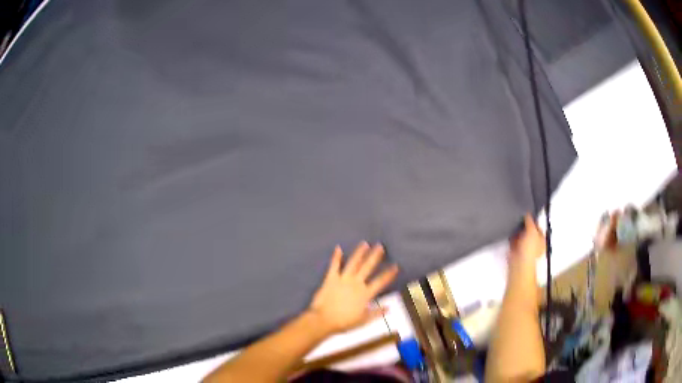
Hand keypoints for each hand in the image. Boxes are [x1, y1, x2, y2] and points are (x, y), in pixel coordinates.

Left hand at [308, 242, 399, 334]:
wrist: (324, 320)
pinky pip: (334, 266)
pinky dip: (336, 257)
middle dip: (375, 256)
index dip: (389, 274)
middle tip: (380, 246)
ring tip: (365, 244)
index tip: (396, 266)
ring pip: (353, 263)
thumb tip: (388, 308)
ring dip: (359, 253)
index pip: (380, 282)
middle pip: (367, 267)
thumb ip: (376, 313)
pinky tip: (338, 248)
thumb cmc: (344, 322)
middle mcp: (356, 283)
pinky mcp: (331, 278)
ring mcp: (343, 279)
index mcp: (365, 294)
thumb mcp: (363, 320)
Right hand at [510, 214, 545, 263]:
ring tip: (515, 229)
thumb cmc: (529, 251)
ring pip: (521, 236)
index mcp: (542, 239)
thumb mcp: (532, 230)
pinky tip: (511, 236)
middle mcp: (534, 244)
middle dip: (524, 227)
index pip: (538, 227)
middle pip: (529, 231)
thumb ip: (530, 221)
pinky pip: (514, 242)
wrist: (519, 263)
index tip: (527, 215)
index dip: (533, 220)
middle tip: (521, 221)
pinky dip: (512, 239)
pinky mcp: (516, 252)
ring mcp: (525, 249)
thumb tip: (527, 214)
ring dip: (517, 233)